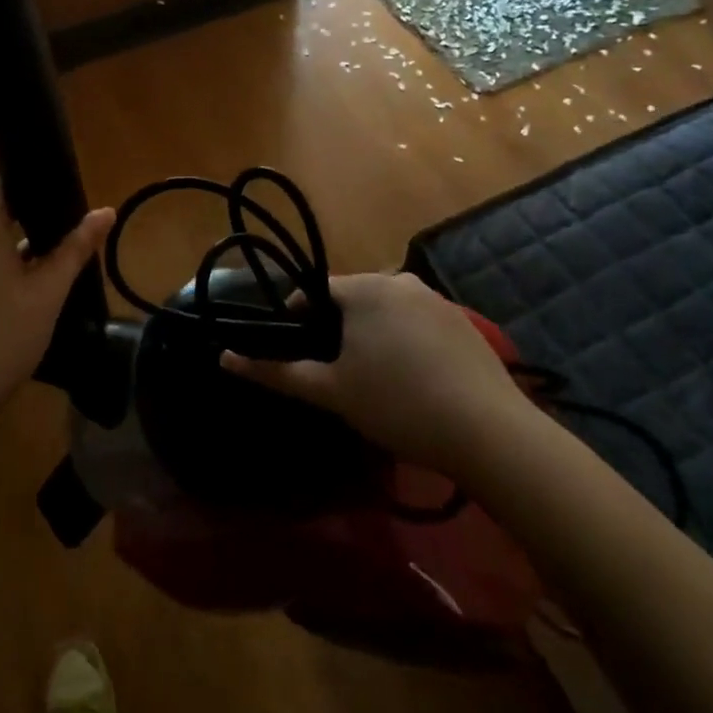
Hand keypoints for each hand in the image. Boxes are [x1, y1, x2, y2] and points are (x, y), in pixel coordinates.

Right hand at [221, 272, 528, 470]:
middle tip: (339, 375)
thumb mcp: (331, 391)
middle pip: (353, 300)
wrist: (489, 433)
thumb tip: (224, 357)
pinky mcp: (464, 322)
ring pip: (387, 312)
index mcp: (364, 288)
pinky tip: (415, 382)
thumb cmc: (397, 404)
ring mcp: (437, 299)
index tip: (300, 355)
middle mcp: (399, 280)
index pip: (315, 292)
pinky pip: (418, 323)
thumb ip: (276, 372)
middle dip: (339, 330)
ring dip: (374, 336)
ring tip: (377, 383)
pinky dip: (407, 343)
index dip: (299, 321)